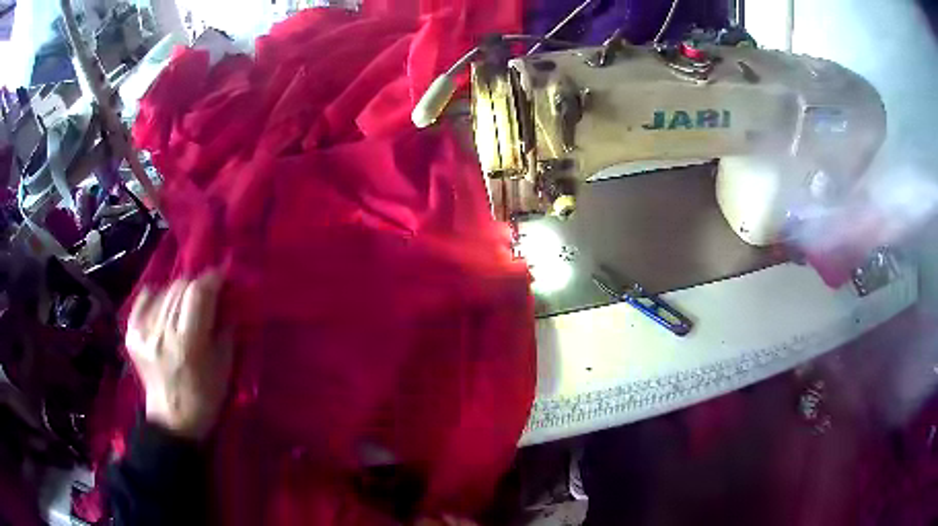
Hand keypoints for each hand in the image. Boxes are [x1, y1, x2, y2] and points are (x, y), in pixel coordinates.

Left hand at [126, 272, 231, 439]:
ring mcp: (143, 332)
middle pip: (180, 287)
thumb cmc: (204, 398)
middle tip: (206, 294)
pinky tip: (164, 307)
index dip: (211, 279)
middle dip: (196, 285)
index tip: (221, 277)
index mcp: (188, 344)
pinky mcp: (132, 333)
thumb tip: (226, 302)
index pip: (198, 293)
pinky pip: (145, 299)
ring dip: (179, 292)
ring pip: (164, 290)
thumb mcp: (224, 367)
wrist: (172, 420)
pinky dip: (157, 297)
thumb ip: (224, 330)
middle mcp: (162, 333)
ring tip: (185, 305)